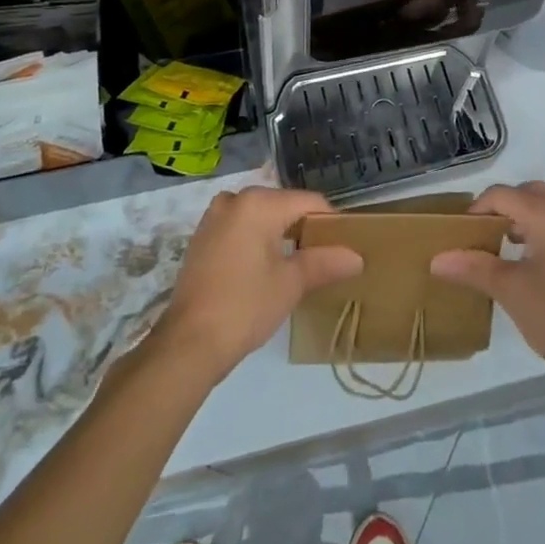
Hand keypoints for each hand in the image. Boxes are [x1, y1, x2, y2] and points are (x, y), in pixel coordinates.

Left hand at [154, 187, 362, 378]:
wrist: (187, 344)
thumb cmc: (244, 307)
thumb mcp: (290, 284)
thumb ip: (325, 263)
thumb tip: (357, 257)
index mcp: (259, 202)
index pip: (308, 202)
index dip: (330, 222)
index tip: (343, 247)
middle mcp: (235, 199)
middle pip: (283, 206)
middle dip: (304, 229)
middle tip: (322, 259)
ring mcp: (214, 217)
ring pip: (260, 216)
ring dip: (279, 234)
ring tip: (297, 265)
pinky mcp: (202, 237)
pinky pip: (240, 228)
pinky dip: (256, 240)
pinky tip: (264, 269)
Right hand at [430, 181, 544, 389]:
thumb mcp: (510, 291)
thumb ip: (473, 267)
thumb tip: (436, 259)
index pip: (502, 195)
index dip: (477, 209)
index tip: (460, 234)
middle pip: (525, 193)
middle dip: (500, 207)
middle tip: (481, 234)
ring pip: (544, 206)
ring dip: (520, 217)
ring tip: (501, 246)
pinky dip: (538, 229)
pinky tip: (528, 260)